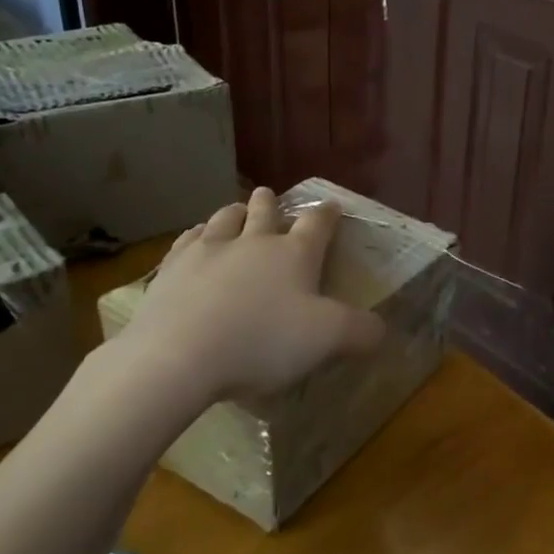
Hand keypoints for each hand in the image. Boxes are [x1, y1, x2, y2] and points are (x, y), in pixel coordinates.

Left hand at [100, 188, 384, 432]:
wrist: (178, 356)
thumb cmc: (262, 341)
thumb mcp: (327, 340)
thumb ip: (360, 331)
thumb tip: (381, 328)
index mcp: (295, 254)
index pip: (317, 224)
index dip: (327, 214)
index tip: (332, 206)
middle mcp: (254, 241)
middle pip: (265, 211)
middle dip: (272, 203)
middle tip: (271, 198)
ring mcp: (209, 250)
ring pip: (225, 218)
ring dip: (235, 212)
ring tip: (236, 211)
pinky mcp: (173, 268)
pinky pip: (188, 239)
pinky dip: (197, 234)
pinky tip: (196, 239)